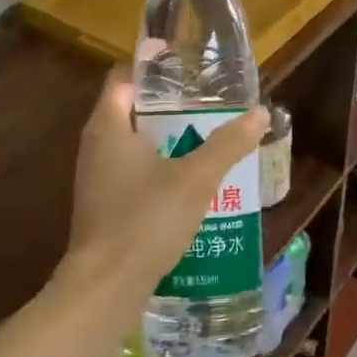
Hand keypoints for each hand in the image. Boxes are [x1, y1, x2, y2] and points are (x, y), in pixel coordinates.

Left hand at [63, 69, 269, 307]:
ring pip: (134, 146)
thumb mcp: (196, 178)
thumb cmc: (146, 220)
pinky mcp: (103, 207)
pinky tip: (191, 185)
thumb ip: (228, 144)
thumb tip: (260, 113)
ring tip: (208, 141)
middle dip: (170, 107)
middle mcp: (95, 147)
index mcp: (109, 127)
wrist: (106, 287)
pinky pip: (133, 175)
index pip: (124, 78)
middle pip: (132, 111)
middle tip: (210, 106)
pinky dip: (159, 171)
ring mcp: (96, 179)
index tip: (189, 70)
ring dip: (168, 141)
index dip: (154, 69)